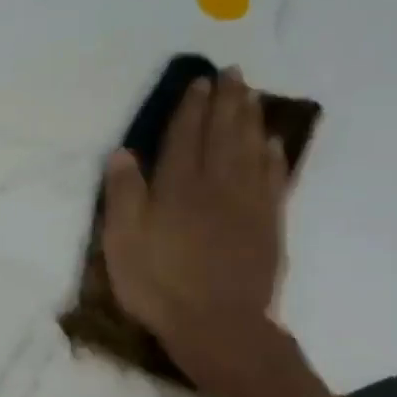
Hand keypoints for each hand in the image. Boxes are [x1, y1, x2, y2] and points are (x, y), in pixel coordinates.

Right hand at [101, 67, 287, 378]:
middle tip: (233, 73)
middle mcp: (217, 184)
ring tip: (251, 95)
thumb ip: (123, 195)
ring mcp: (249, 203)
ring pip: (252, 148)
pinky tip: (273, 143)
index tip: (199, 82)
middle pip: (224, 133)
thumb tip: (124, 154)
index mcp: (178, 187)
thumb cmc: (159, 283)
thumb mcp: (122, 242)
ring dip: (251, 118)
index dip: (191, 108)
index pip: (186, 136)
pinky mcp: (269, 223)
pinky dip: (274, 155)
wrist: (217, 324)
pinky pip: (275, 178)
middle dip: (227, 101)